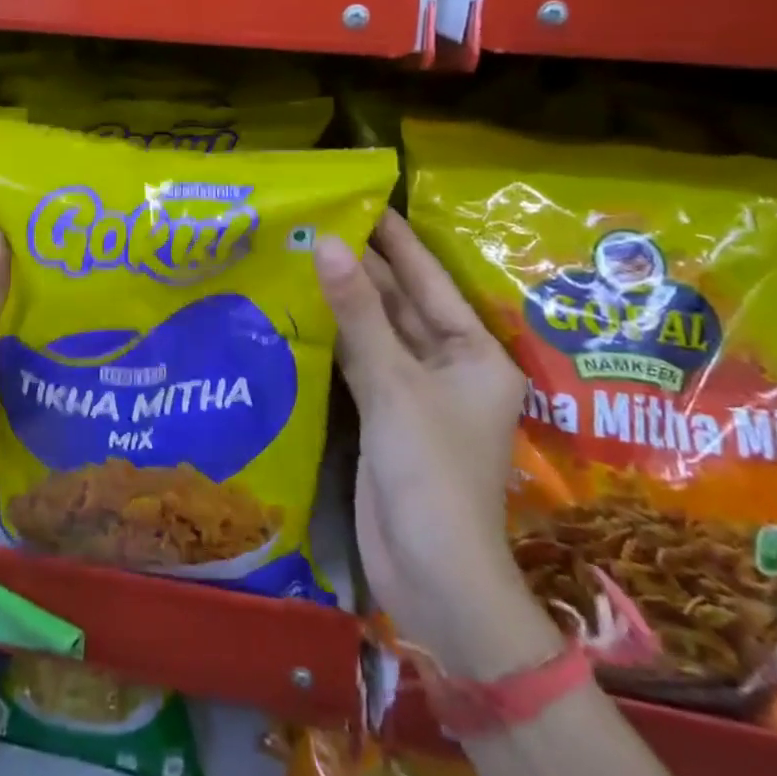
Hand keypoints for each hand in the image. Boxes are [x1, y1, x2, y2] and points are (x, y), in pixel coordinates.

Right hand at [316, 211, 554, 675]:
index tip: (365, 198)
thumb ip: (358, 312)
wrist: (433, 577)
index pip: (429, 280)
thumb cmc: (431, 471)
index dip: (397, 239)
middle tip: (319, 218)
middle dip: (364, 265)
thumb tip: (328, 243)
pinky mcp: (385, 417)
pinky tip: (302, 308)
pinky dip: (334, 337)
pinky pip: (359, 362)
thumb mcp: (394, 384)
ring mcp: (416, 394)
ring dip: (345, 299)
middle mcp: (450, 367)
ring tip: (303, 250)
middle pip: (401, 304)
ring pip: (377, 332)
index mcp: (474, 353)